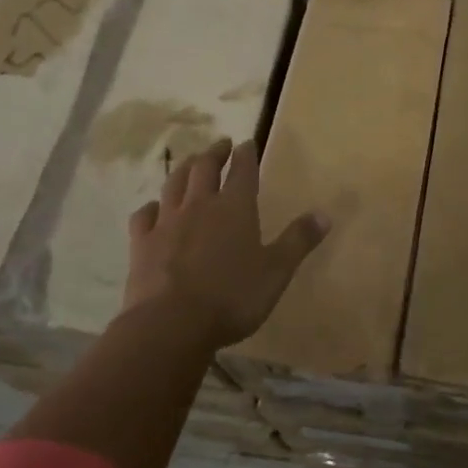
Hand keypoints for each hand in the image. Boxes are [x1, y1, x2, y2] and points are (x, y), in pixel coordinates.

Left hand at [123, 138, 329, 347]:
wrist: (170, 324)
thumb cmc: (232, 297)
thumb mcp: (276, 271)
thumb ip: (299, 240)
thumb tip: (324, 214)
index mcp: (236, 207)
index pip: (243, 169)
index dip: (246, 154)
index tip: (247, 142)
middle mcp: (200, 205)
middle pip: (205, 168)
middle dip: (215, 153)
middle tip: (220, 145)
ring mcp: (168, 222)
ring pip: (174, 184)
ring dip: (184, 169)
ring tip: (190, 162)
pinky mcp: (142, 243)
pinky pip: (144, 215)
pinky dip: (151, 207)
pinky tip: (153, 208)